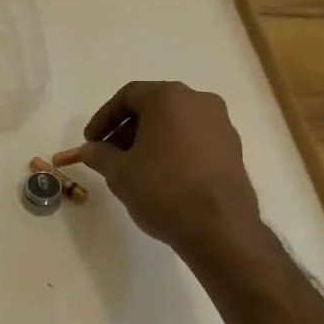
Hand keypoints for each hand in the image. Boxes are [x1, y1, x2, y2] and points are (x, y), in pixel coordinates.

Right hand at [61, 81, 259, 255]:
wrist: (219, 227)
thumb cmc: (163, 189)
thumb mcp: (119, 172)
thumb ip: (99, 154)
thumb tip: (90, 149)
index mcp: (169, 98)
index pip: (128, 96)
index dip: (103, 118)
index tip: (91, 141)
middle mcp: (199, 101)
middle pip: (153, 106)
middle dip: (126, 129)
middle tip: (109, 154)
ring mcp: (221, 124)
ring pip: (175, 123)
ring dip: (150, 139)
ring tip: (134, 168)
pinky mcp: (233, 148)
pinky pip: (194, 139)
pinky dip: (173, 149)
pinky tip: (162, 176)